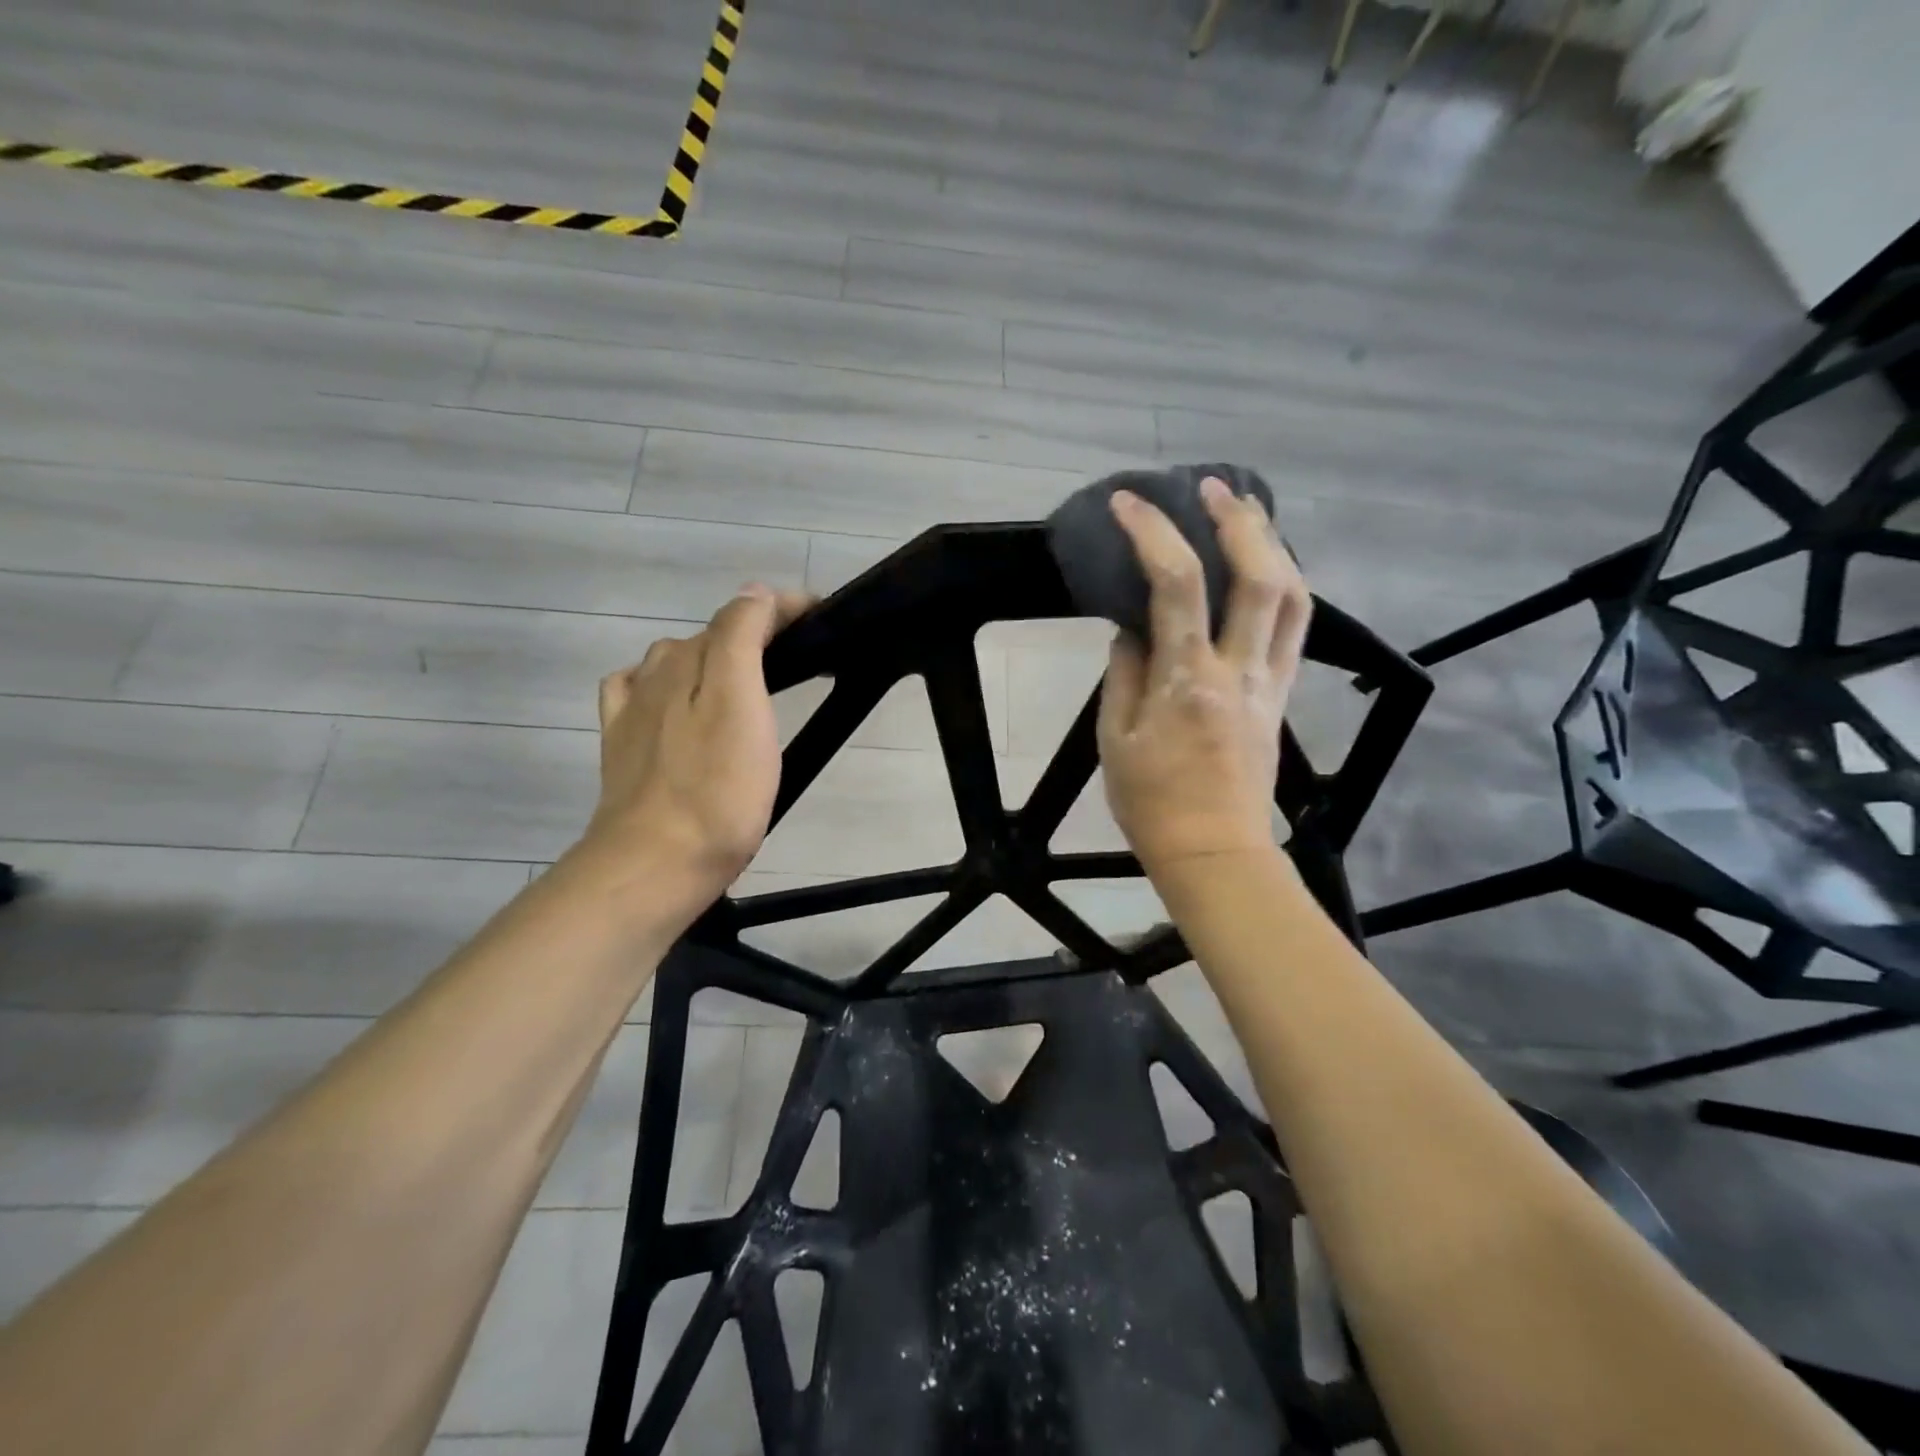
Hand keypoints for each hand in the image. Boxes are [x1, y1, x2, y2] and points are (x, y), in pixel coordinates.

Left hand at [586, 584, 812, 898]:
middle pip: (709, 636)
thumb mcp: (743, 708)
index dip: (782, 607)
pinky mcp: (622, 745)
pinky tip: (673, 703)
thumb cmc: (718, 792)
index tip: (821, 614)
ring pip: (674, 662)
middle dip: (753, 632)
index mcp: (693, 661)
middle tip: (797, 655)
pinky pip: (635, 694)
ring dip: (711, 657)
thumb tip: (753, 592)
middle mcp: (658, 675)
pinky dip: (660, 684)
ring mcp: (634, 711)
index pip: (742, 613)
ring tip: (745, 681)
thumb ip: (742, 641)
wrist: (656, 863)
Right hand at [1097, 478, 1311, 877]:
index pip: (1176, 586)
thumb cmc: (1150, 801)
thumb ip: (1123, 675)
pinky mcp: (1282, 695)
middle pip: (1260, 576)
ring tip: (1249, 515)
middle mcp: (1238, 670)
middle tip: (1212, 487)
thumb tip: (1131, 630)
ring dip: (1274, 545)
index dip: (1153, 533)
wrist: (1213, 851)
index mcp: (1186, 681)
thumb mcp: (1114, 739)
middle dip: (1238, 520)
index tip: (1129, 503)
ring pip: (1294, 596)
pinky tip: (1267, 570)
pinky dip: (1284, 584)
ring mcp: (1270, 681)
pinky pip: (1295, 627)